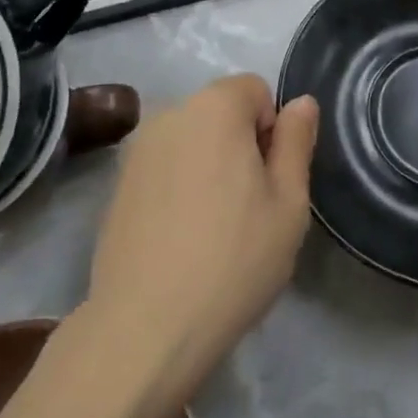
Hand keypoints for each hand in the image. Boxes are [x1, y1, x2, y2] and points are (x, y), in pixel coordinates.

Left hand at [86, 75, 317, 400]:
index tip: (270, 181)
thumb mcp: (289, 204)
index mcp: (214, 107)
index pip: (255, 89)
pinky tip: (179, 240)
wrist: (145, 328)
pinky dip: (177, 188)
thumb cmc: (233, 261)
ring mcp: (136, 149)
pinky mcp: (116, 184)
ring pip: (191, 141)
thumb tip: (301, 103)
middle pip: (220, 112)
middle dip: (239, 145)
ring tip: (212, 229)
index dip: (272, 130)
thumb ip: (296, 142)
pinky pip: (163, 168)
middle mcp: (170, 113)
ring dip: (208, 165)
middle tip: (248, 209)